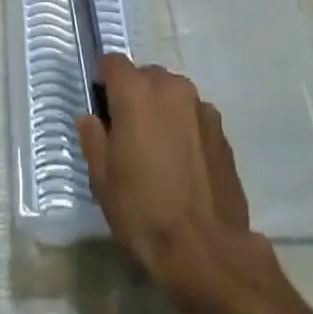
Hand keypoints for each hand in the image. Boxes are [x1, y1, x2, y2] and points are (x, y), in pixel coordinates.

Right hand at [78, 57, 256, 289]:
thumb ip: (93, 139)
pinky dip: (185, 128)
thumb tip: (91, 119)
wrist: (207, 251)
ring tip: (160, 152)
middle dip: (134, 97)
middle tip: (130, 135)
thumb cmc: (144, 212)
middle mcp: (169, 86)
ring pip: (171, 95)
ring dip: (162, 111)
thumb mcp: (102, 181)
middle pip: (144, 77)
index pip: (112, 62)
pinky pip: (193, 116)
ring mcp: (200, 105)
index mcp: (135, 91)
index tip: (102, 108)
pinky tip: (185, 165)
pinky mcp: (221, 129)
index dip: (104, 81)